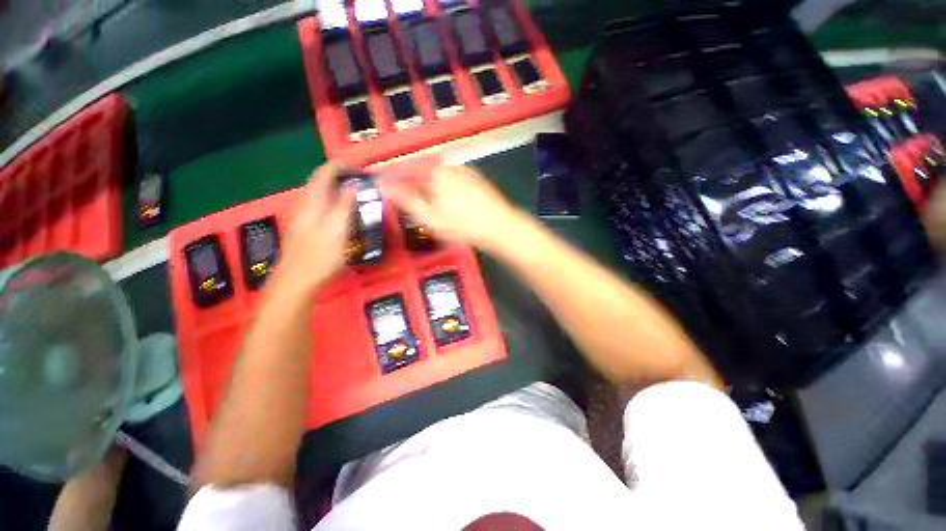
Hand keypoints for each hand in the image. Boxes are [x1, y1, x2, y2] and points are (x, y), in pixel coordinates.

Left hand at [278, 163, 354, 292]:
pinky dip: (330, 204)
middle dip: (337, 177)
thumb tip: (352, 185)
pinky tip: (339, 214)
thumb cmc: (320, 255)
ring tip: (351, 194)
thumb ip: (344, 205)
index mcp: (312, 202)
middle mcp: (304, 206)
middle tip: (357, 181)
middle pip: (318, 184)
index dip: (338, 166)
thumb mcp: (337, 229)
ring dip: (334, 190)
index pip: (323, 174)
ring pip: (318, 196)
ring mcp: (302, 219)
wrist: (296, 281)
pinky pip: (318, 208)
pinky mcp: (304, 230)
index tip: (355, 165)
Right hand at [380, 165, 520, 249]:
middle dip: (410, 182)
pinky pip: (452, 181)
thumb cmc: (462, 225)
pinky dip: (444, 188)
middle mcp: (449, 167)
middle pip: (421, 172)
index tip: (381, 183)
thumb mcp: (430, 217)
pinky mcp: (476, 180)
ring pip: (437, 176)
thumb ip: (406, 199)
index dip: (391, 177)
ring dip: (427, 186)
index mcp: (435, 173)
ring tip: (426, 203)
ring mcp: (464, 172)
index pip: (405, 169)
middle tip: (403, 198)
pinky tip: (448, 203)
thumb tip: (384, 184)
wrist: (499, 227)